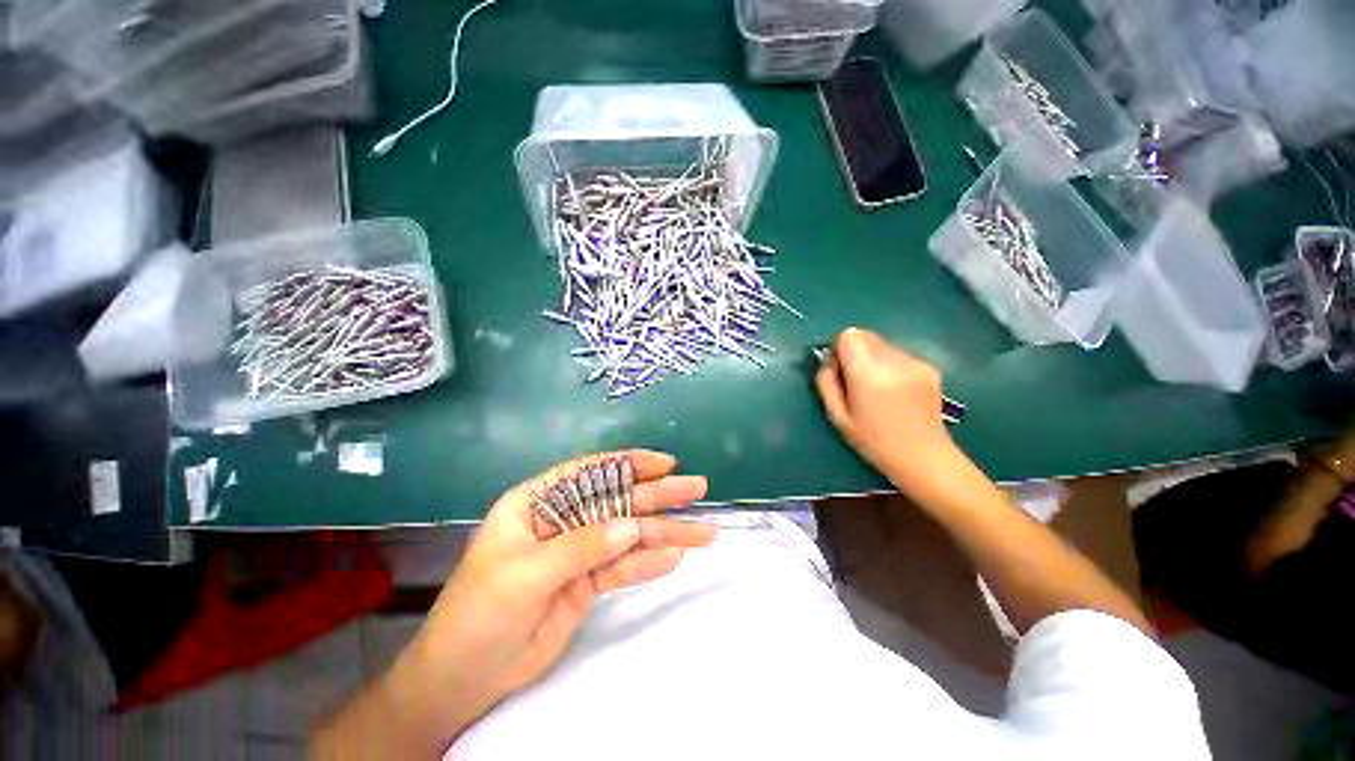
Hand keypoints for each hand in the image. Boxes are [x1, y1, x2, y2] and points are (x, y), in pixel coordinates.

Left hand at [378, 451, 713, 752]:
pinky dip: (648, 563)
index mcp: (537, 503)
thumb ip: (579, 547)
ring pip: (627, 535)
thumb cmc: (477, 615)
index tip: (665, 464)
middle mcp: (562, 520)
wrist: (461, 681)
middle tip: (697, 488)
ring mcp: (577, 552)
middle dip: (658, 494)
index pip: (590, 472)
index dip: (629, 464)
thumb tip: (631, 527)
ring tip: (703, 532)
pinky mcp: (587, 582)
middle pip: (617, 500)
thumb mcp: (523, 576)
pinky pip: (623, 568)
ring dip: (664, 533)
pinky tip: (674, 558)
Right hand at [815, 327, 957, 490]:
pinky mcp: (929, 367)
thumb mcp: (837, 416)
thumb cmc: (873, 441)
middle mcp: (894, 361)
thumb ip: (826, 382)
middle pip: (865, 335)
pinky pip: (899, 354)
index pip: (849, 335)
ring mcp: (915, 362)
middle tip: (854, 379)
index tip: (838, 368)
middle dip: (854, 351)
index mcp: (868, 373)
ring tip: (877, 388)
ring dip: (873, 358)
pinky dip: (891, 365)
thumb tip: (828, 360)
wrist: (924, 457)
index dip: (838, 348)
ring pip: (882, 344)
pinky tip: (896, 391)